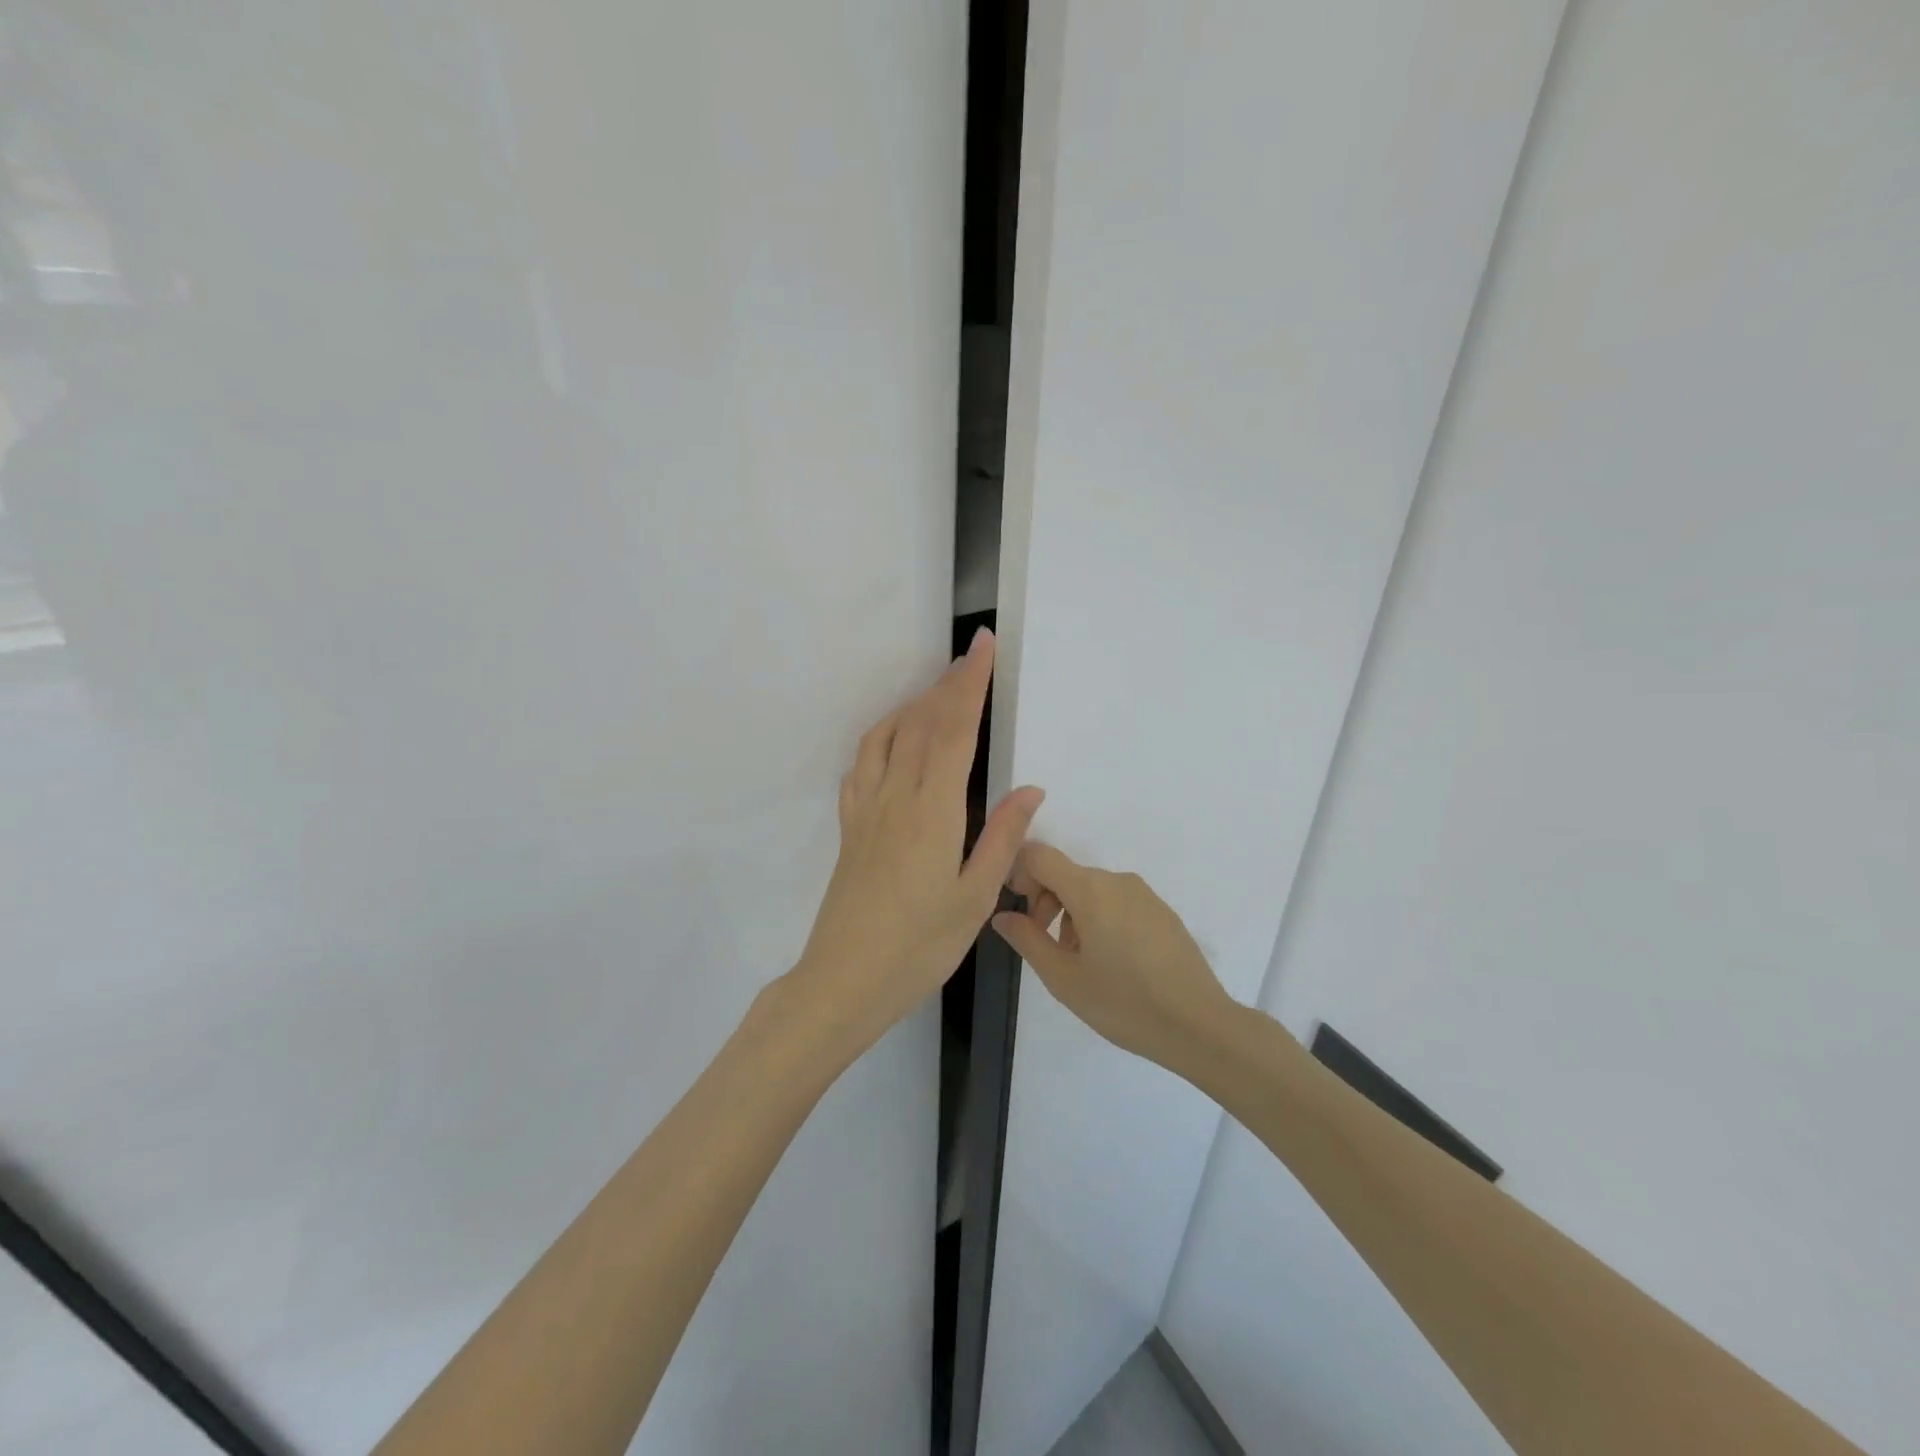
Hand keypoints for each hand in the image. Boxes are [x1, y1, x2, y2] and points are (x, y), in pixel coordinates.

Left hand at [790, 629, 1043, 1060]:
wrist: (843, 980)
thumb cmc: (919, 947)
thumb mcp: (975, 899)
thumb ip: (1002, 839)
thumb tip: (1029, 790)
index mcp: (932, 811)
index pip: (953, 730)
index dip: (969, 684)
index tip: (982, 648)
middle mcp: (895, 796)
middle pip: (921, 723)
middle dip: (947, 684)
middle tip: (970, 657)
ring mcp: (865, 809)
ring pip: (887, 736)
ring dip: (913, 704)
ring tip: (937, 691)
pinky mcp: (849, 826)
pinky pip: (863, 763)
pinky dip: (881, 736)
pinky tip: (893, 740)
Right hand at [992, 844, 1239, 1071]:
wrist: (1199, 1026)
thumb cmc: (1124, 1003)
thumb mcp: (1063, 978)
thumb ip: (1027, 939)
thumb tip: (1003, 915)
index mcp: (1090, 889)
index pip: (1040, 855)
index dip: (1019, 873)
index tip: (1019, 911)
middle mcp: (1117, 881)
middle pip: (1066, 874)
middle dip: (1045, 902)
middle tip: (1046, 947)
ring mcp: (1144, 894)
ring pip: (1092, 890)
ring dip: (1072, 915)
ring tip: (1080, 962)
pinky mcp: (1162, 912)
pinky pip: (1118, 902)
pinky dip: (1101, 919)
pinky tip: (1111, 963)